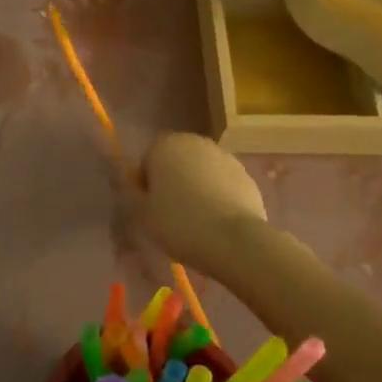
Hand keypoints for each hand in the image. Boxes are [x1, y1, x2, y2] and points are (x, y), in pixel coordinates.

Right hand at [139, 131, 269, 277]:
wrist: (233, 239)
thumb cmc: (179, 222)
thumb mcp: (143, 214)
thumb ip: (135, 194)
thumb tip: (137, 186)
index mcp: (165, 145)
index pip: (148, 160)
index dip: (146, 184)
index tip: (150, 207)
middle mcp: (195, 142)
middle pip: (177, 161)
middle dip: (174, 180)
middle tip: (172, 212)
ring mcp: (225, 156)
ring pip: (202, 170)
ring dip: (198, 186)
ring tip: (197, 219)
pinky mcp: (246, 175)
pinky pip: (224, 183)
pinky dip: (219, 195)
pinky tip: (218, 221)